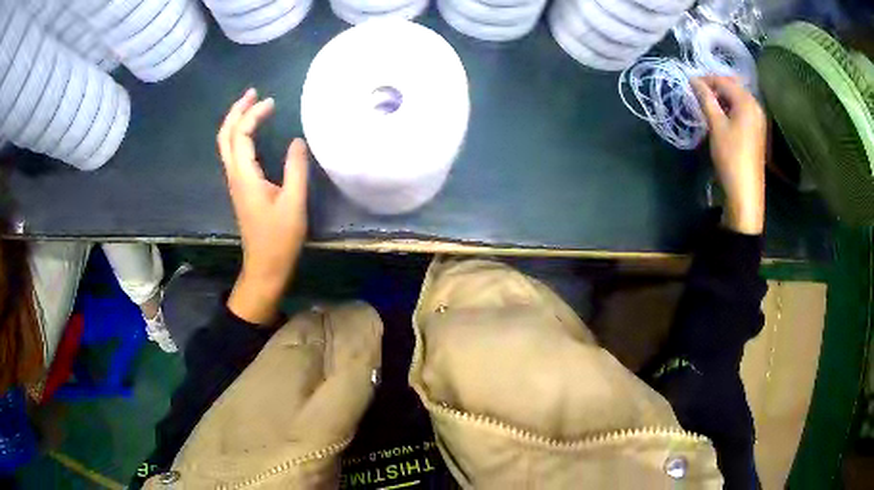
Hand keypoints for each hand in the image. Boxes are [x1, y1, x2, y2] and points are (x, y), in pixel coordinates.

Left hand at [218, 88, 308, 323]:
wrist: (265, 265)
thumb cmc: (280, 238)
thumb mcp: (294, 203)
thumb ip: (295, 169)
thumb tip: (297, 140)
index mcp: (245, 176)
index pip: (241, 135)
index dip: (254, 114)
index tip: (273, 102)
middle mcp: (234, 175)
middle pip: (225, 136)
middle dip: (236, 111)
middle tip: (253, 93)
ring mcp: (235, 182)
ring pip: (226, 144)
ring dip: (236, 121)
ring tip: (251, 105)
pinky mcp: (240, 188)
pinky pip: (233, 153)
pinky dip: (239, 135)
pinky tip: (252, 132)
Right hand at [692, 76, 766, 234]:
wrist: (745, 191)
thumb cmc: (731, 156)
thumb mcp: (716, 125)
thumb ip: (705, 99)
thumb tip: (693, 79)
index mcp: (747, 101)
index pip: (724, 80)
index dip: (706, 79)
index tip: (689, 84)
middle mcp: (755, 106)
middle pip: (733, 87)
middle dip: (715, 87)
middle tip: (698, 93)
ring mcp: (758, 119)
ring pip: (737, 99)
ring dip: (722, 98)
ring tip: (707, 105)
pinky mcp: (757, 131)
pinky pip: (742, 111)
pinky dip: (730, 109)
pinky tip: (721, 117)